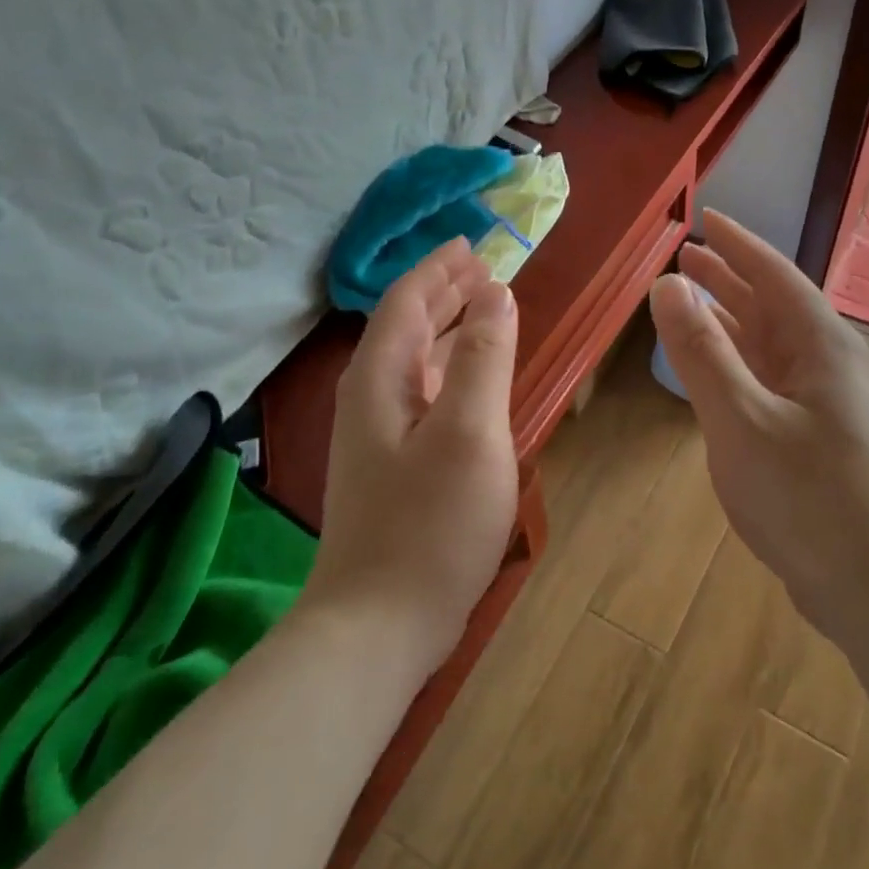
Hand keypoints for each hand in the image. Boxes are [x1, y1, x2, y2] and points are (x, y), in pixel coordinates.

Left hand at [315, 239, 519, 670]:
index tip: (473, 244)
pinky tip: (473, 380)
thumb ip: (485, 358)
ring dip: (449, 330)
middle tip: (486, 271)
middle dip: (444, 293)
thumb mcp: (470, 432)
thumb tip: (497, 295)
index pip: (406, 301)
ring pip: (415, 362)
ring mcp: (380, 435)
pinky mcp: (394, 467)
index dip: (439, 269)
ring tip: (486, 310)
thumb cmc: (430, 524)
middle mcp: (372, 397)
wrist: (379, 624)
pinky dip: (451, 371)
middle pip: (406, 327)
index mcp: (381, 378)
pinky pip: (425, 395)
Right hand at [649, 212, 868, 645]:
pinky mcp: (817, 439)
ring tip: (692, 300)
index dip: (737, 244)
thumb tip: (666, 284)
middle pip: (772, 305)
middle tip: (686, 257)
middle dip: (729, 278)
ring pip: (770, 345)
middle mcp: (826, 364)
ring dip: (732, 320)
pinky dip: (738, 364)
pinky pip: (770, 380)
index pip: (774, 273)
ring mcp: (825, 403)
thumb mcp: (741, 420)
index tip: (706, 217)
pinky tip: (718, 371)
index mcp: (819, 345)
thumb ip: (701, 351)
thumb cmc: (809, 498)